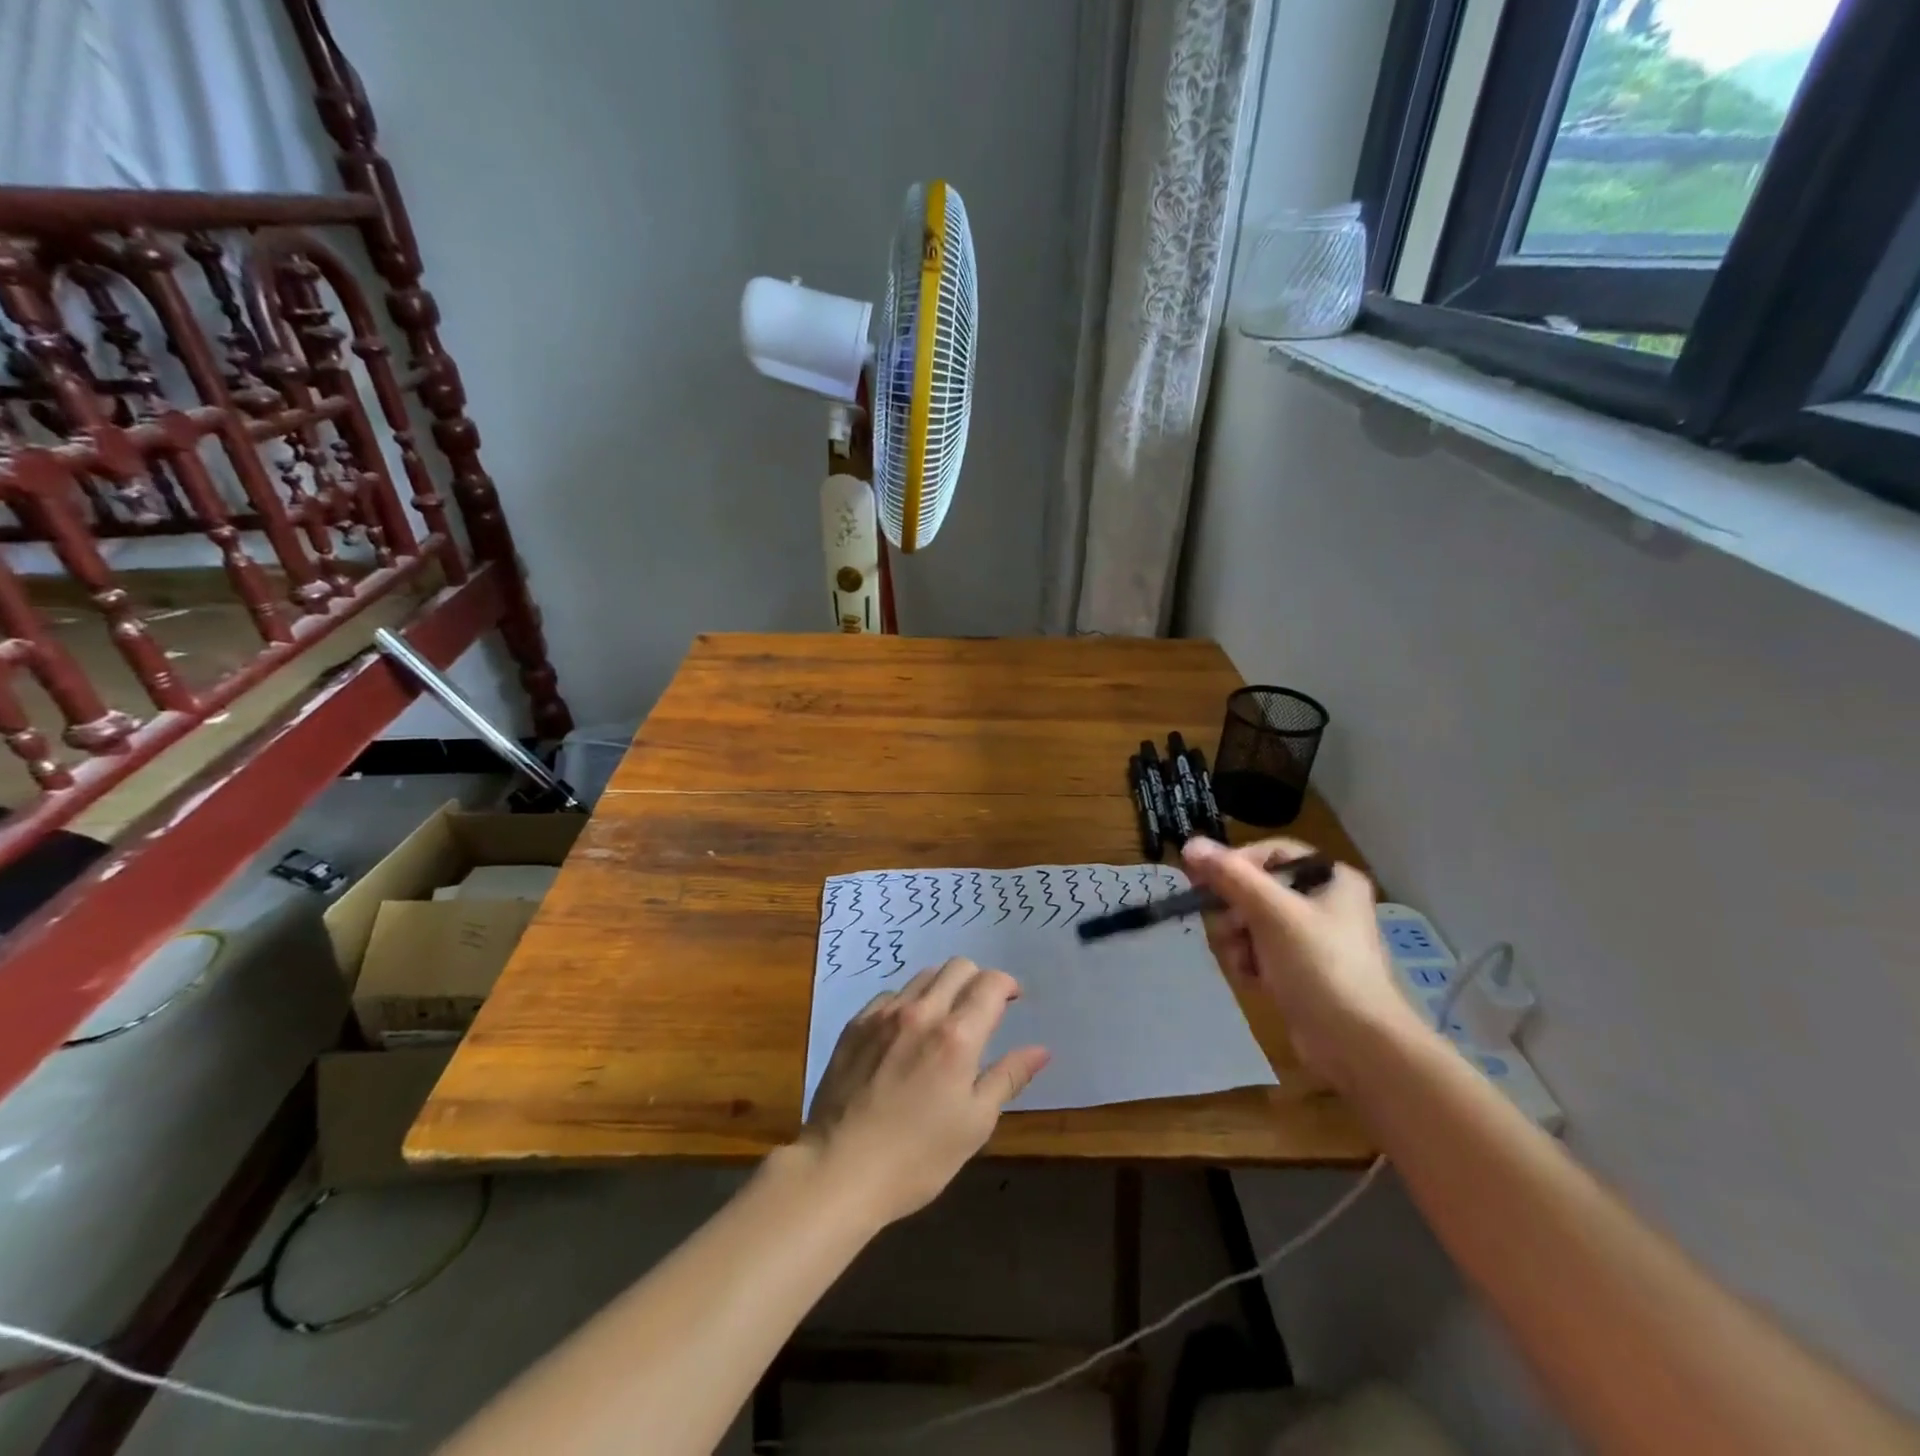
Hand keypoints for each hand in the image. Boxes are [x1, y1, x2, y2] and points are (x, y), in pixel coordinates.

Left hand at [801, 958, 1049, 1224]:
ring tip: (944, 1021)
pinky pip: (891, 995)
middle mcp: (922, 1012)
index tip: (1012, 1000)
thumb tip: (1040, 1050)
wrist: (838, 1170)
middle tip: (981, 1010)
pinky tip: (906, 1034)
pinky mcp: (856, 1024)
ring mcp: (884, 1014)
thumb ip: (1008, 1077)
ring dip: (943, 988)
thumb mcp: (974, 1124)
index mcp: (957, 1037)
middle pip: (957, 967)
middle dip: (978, 980)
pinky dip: (909, 1003)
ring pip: (923, 976)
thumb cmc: (917, 1158)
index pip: (990, 984)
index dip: (1007, 985)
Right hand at [1182, 837, 1425, 1090]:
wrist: (1357, 1045)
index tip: (1205, 883)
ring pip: (1252, 922)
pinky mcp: (1301, 969)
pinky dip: (1250, 962)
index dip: (1236, 864)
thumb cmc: (1320, 966)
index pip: (1270, 852)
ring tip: (1245, 963)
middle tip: (1230, 930)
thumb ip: (1230, 876)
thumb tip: (1190, 844)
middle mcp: (1324, 901)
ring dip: (1238, 941)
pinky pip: (1260, 950)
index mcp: (1331, 878)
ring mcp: (1313, 938)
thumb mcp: (1272, 912)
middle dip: (1236, 912)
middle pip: (1257, 889)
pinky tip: (1253, 980)